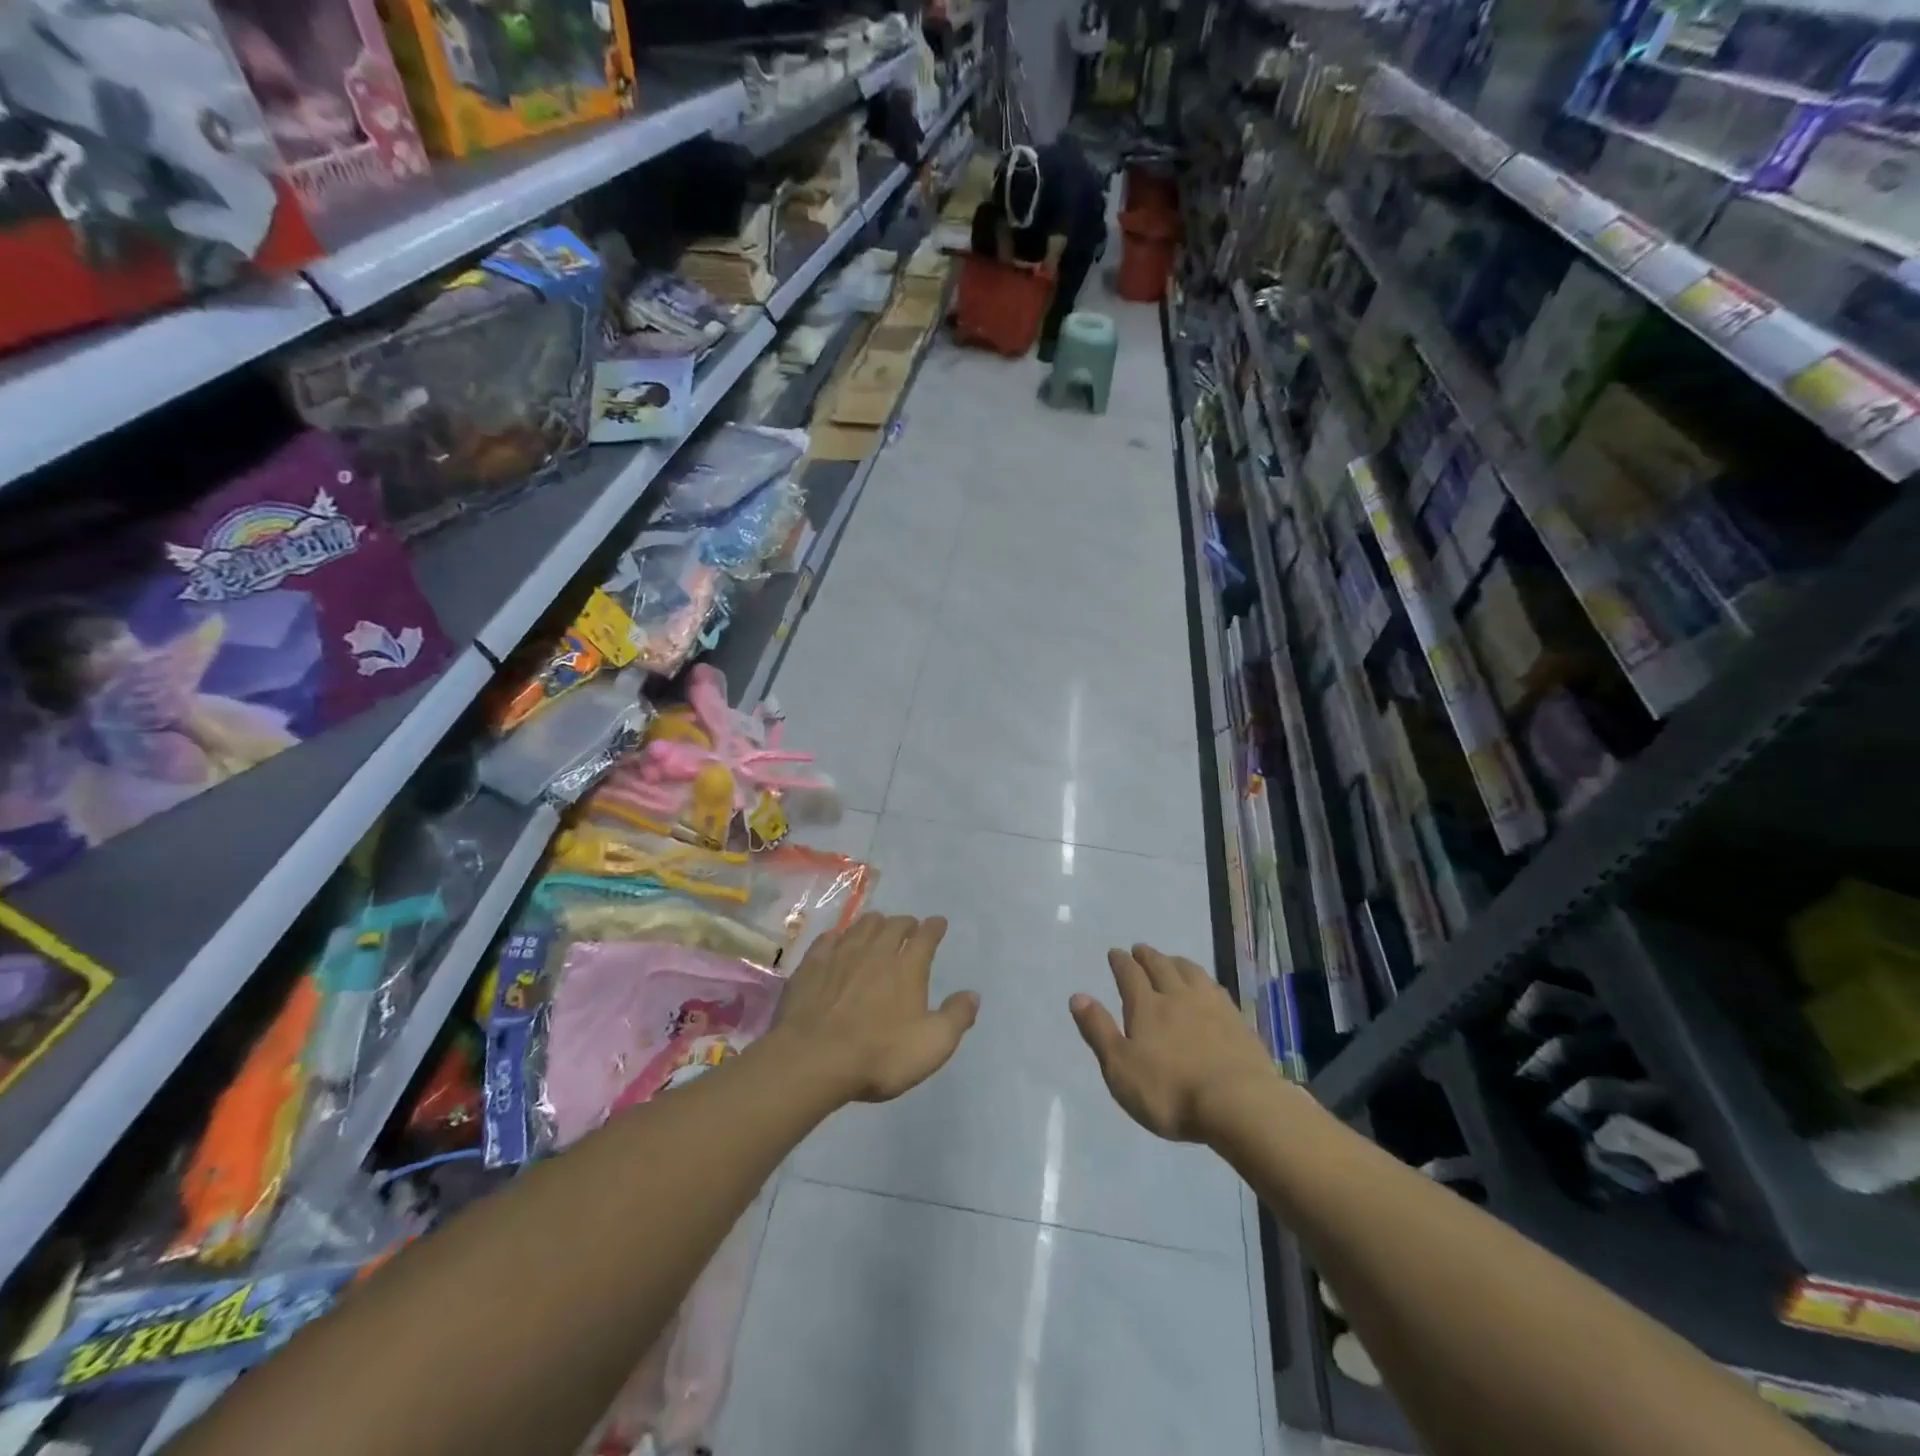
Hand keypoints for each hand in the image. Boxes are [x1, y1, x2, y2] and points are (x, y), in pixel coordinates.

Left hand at [774, 912, 978, 1102]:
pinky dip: (839, 936)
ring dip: (874, 923)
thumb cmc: (880, 1055)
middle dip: (905, 923)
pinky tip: (837, 940)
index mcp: (907, 967)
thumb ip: (956, 1017)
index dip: (934, 927)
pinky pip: (828, 939)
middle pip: (893, 925)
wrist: (814, 1059)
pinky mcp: (811, 966)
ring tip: (877, 926)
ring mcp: (840, 955)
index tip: (938, 922)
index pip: (925, 936)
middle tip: (909, 926)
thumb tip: (973, 995)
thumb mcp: (932, 1045)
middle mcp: (876, 951)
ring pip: (861, 926)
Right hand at [1069, 944, 1276, 1143]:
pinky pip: (1216, 990)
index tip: (1116, 953)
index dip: (1121, 962)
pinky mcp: (1237, 1022)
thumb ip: (1099, 1030)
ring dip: (1177, 962)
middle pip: (1161, 967)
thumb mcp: (1120, 1067)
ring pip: (1191, 973)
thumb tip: (1078, 996)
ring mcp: (1212, 1007)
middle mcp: (1178, 997)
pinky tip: (1208, 987)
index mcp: (1147, 1007)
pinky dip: (1205, 981)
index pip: (1130, 975)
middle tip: (1140, 949)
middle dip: (1148, 956)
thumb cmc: (1169, 1092)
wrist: (1238, 1105)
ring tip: (1171, 960)